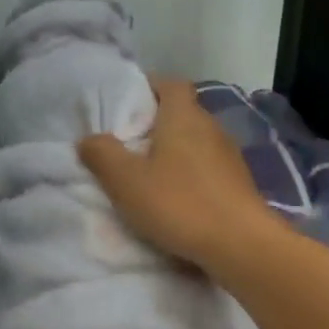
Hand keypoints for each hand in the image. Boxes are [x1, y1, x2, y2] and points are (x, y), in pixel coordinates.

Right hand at [78, 77, 281, 273]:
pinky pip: (208, 168)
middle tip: (129, 145)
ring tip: (150, 175)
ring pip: (196, 142)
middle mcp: (211, 127)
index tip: (128, 104)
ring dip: (175, 152)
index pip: (170, 84)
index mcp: (183, 116)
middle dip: (157, 124)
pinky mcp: (239, 183)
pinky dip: (191, 175)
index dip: (149, 87)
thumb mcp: (127, 181)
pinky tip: (178, 198)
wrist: (241, 244)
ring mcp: (230, 156)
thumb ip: (103, 155)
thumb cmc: (179, 203)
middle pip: (183, 113)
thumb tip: (88, 138)